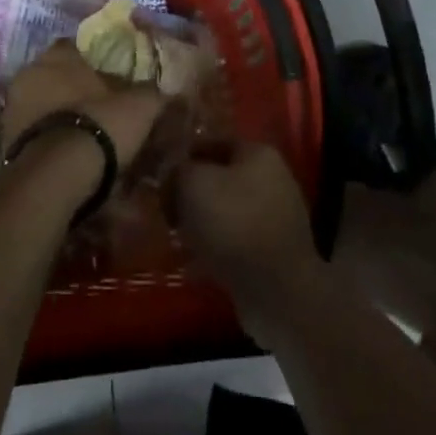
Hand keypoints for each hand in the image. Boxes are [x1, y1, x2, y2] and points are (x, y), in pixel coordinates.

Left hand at [2, 41, 165, 170]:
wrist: (57, 176)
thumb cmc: (99, 125)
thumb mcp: (139, 106)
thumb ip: (151, 92)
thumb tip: (164, 89)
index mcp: (59, 53)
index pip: (76, 46)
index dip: (94, 61)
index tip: (110, 76)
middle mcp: (30, 70)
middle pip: (56, 74)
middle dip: (73, 87)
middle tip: (98, 105)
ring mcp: (13, 105)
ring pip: (41, 101)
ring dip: (58, 112)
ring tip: (84, 132)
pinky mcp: (5, 138)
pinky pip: (33, 129)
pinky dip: (47, 135)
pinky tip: (67, 151)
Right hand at [175, 143, 321, 326]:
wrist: (277, 293)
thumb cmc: (234, 224)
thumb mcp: (193, 184)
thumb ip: (178, 169)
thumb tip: (172, 174)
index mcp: (258, 153)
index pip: (212, 141)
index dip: (183, 154)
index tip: (159, 172)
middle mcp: (272, 179)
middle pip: (219, 177)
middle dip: (191, 192)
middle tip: (164, 207)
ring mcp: (274, 217)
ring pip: (225, 210)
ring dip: (200, 222)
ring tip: (174, 236)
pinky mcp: (272, 253)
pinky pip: (234, 241)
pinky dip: (214, 248)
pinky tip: (191, 262)